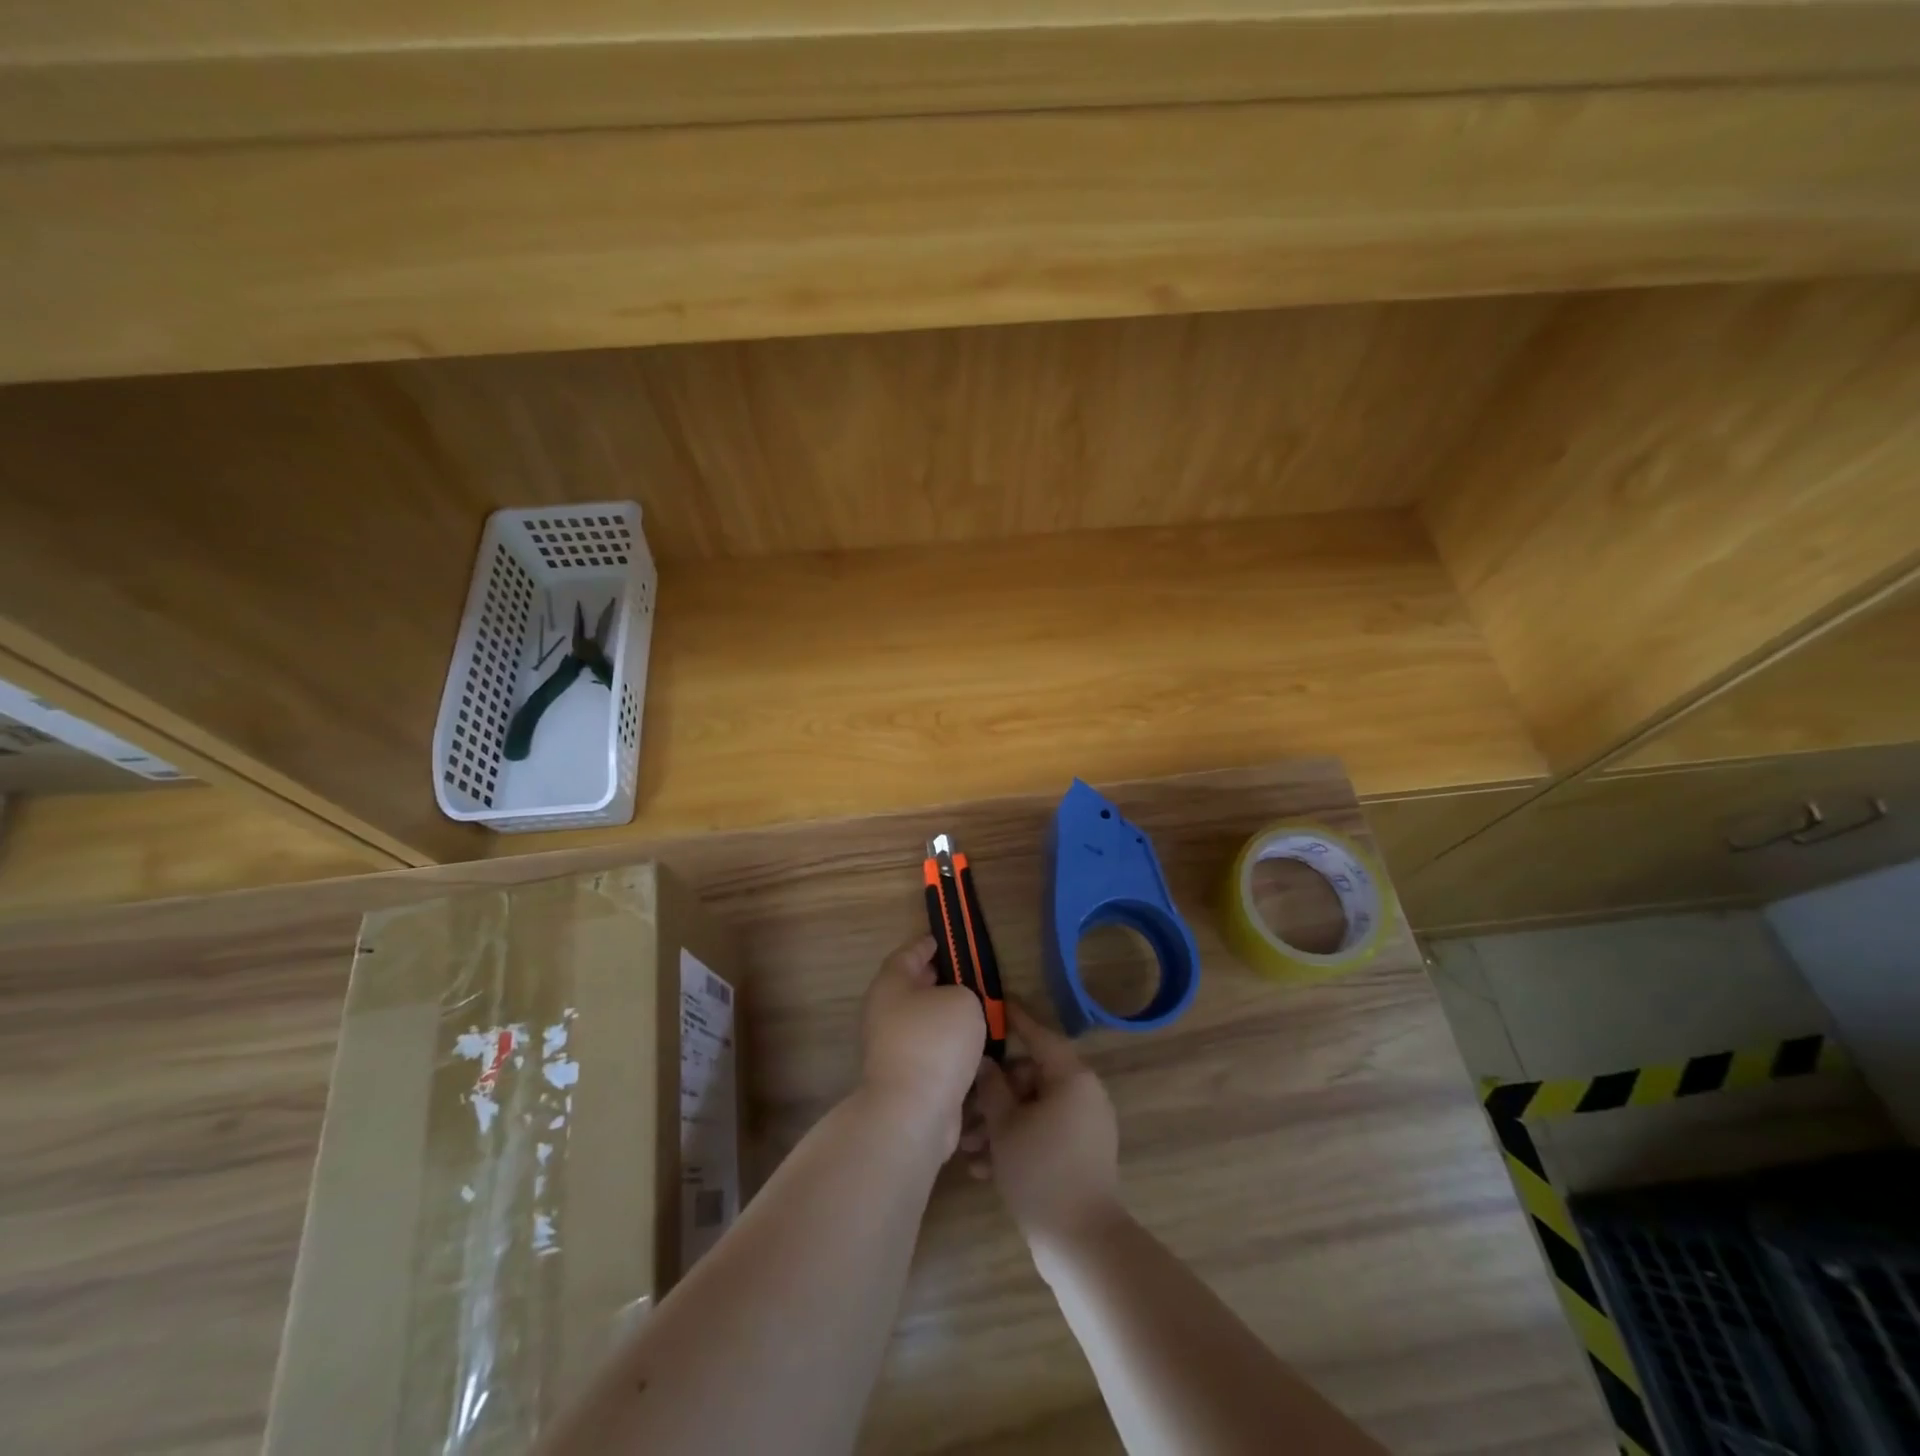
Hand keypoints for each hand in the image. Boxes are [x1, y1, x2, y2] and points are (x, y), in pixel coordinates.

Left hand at [860, 934, 987, 1153]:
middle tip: (963, 974)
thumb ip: (962, 991)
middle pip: (911, 987)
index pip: (906, 954)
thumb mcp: (963, 999)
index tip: (940, 940)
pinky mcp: (904, 1078)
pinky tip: (970, 1047)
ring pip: (921, 1021)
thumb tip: (955, 1005)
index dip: (925, 945)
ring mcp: (891, 1048)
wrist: (913, 1112)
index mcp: (891, 984)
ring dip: (942, 1015)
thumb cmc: (936, 1041)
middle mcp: (884, 1013)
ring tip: (974, 1010)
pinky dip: (946, 1045)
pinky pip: (928, 1050)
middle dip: (934, 980)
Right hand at [962, 1001, 1120, 1249]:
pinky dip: (1016, 1141)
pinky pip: (1042, 1132)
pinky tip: (983, 1168)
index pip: (1038, 1034)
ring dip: (999, 1123)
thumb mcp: (1006, 1126)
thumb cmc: (1041, 1172)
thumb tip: (985, 1062)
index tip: (992, 1004)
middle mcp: (1082, 1094)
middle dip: (993, 1093)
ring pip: (1032, 1108)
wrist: (1081, 1244)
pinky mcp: (1079, 1154)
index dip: (1013, 1019)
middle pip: (1030, 1076)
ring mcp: (1083, 1126)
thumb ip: (992, 1087)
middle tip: (962, 1107)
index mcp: (1071, 1077)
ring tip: (967, 1148)